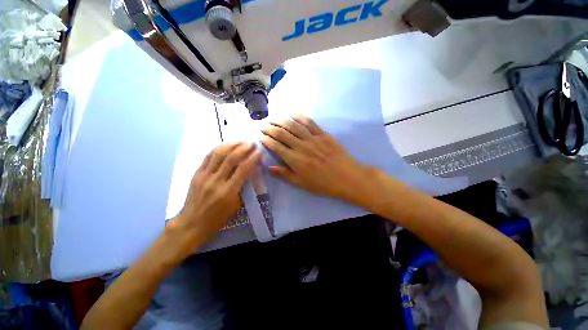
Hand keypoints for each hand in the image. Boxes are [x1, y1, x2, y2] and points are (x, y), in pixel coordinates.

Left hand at [172, 142, 259, 247]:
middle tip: (252, 143)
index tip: (259, 151)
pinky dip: (218, 148)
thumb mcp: (236, 206)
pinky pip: (208, 157)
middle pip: (231, 158)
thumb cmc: (217, 218)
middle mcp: (216, 181)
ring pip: (218, 154)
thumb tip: (249, 173)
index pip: (243, 169)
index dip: (253, 158)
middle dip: (244, 148)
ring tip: (240, 141)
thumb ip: (243, 188)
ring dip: (231, 145)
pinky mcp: (196, 173)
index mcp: (228, 191)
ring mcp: (204, 176)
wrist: (191, 223)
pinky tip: (225, 145)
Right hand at [260, 115, 373, 204]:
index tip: (260, 136)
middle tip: (263, 125)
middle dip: (270, 128)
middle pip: (282, 133)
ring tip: (273, 118)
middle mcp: (301, 146)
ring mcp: (313, 139)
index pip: (276, 146)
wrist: (346, 178)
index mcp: (295, 160)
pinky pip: (310, 123)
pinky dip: (300, 117)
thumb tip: (269, 167)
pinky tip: (293, 114)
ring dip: (281, 120)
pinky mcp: (323, 135)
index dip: (266, 140)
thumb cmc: (323, 184)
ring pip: (293, 126)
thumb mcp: (301, 183)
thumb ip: (285, 175)